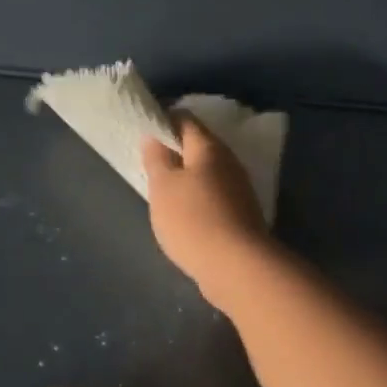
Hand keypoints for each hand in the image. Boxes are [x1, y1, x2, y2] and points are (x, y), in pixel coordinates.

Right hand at [142, 114, 274, 306]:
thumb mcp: (163, 186)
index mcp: (210, 148)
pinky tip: (185, 215)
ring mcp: (239, 190)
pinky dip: (198, 199)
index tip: (144, 131)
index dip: (164, 121)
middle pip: (200, 146)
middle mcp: (230, 162)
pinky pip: (215, 197)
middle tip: (150, 163)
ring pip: (208, 173)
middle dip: (176, 151)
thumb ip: (157, 159)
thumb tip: (155, 137)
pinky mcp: (242, 215)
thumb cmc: (193, 219)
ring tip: (163, 190)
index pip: (186, 120)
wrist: (237, 266)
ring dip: (188, 178)